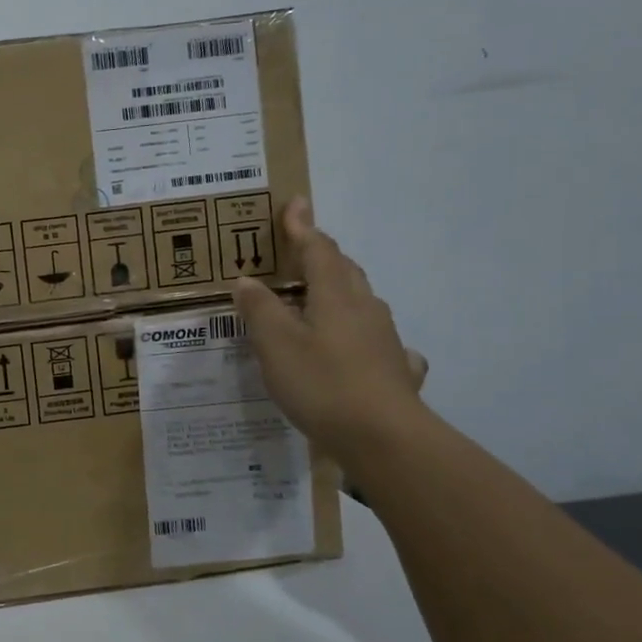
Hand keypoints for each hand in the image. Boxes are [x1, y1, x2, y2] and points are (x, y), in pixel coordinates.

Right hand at [233, 199, 427, 459]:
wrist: (385, 439)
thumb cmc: (323, 383)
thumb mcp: (276, 345)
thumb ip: (259, 310)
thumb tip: (246, 280)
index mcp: (335, 296)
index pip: (317, 250)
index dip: (302, 227)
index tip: (295, 203)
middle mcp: (364, 309)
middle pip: (344, 271)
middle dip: (323, 255)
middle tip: (301, 249)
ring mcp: (385, 340)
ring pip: (361, 302)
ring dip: (340, 290)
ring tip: (321, 296)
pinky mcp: (394, 370)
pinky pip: (378, 342)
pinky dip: (363, 335)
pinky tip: (363, 349)